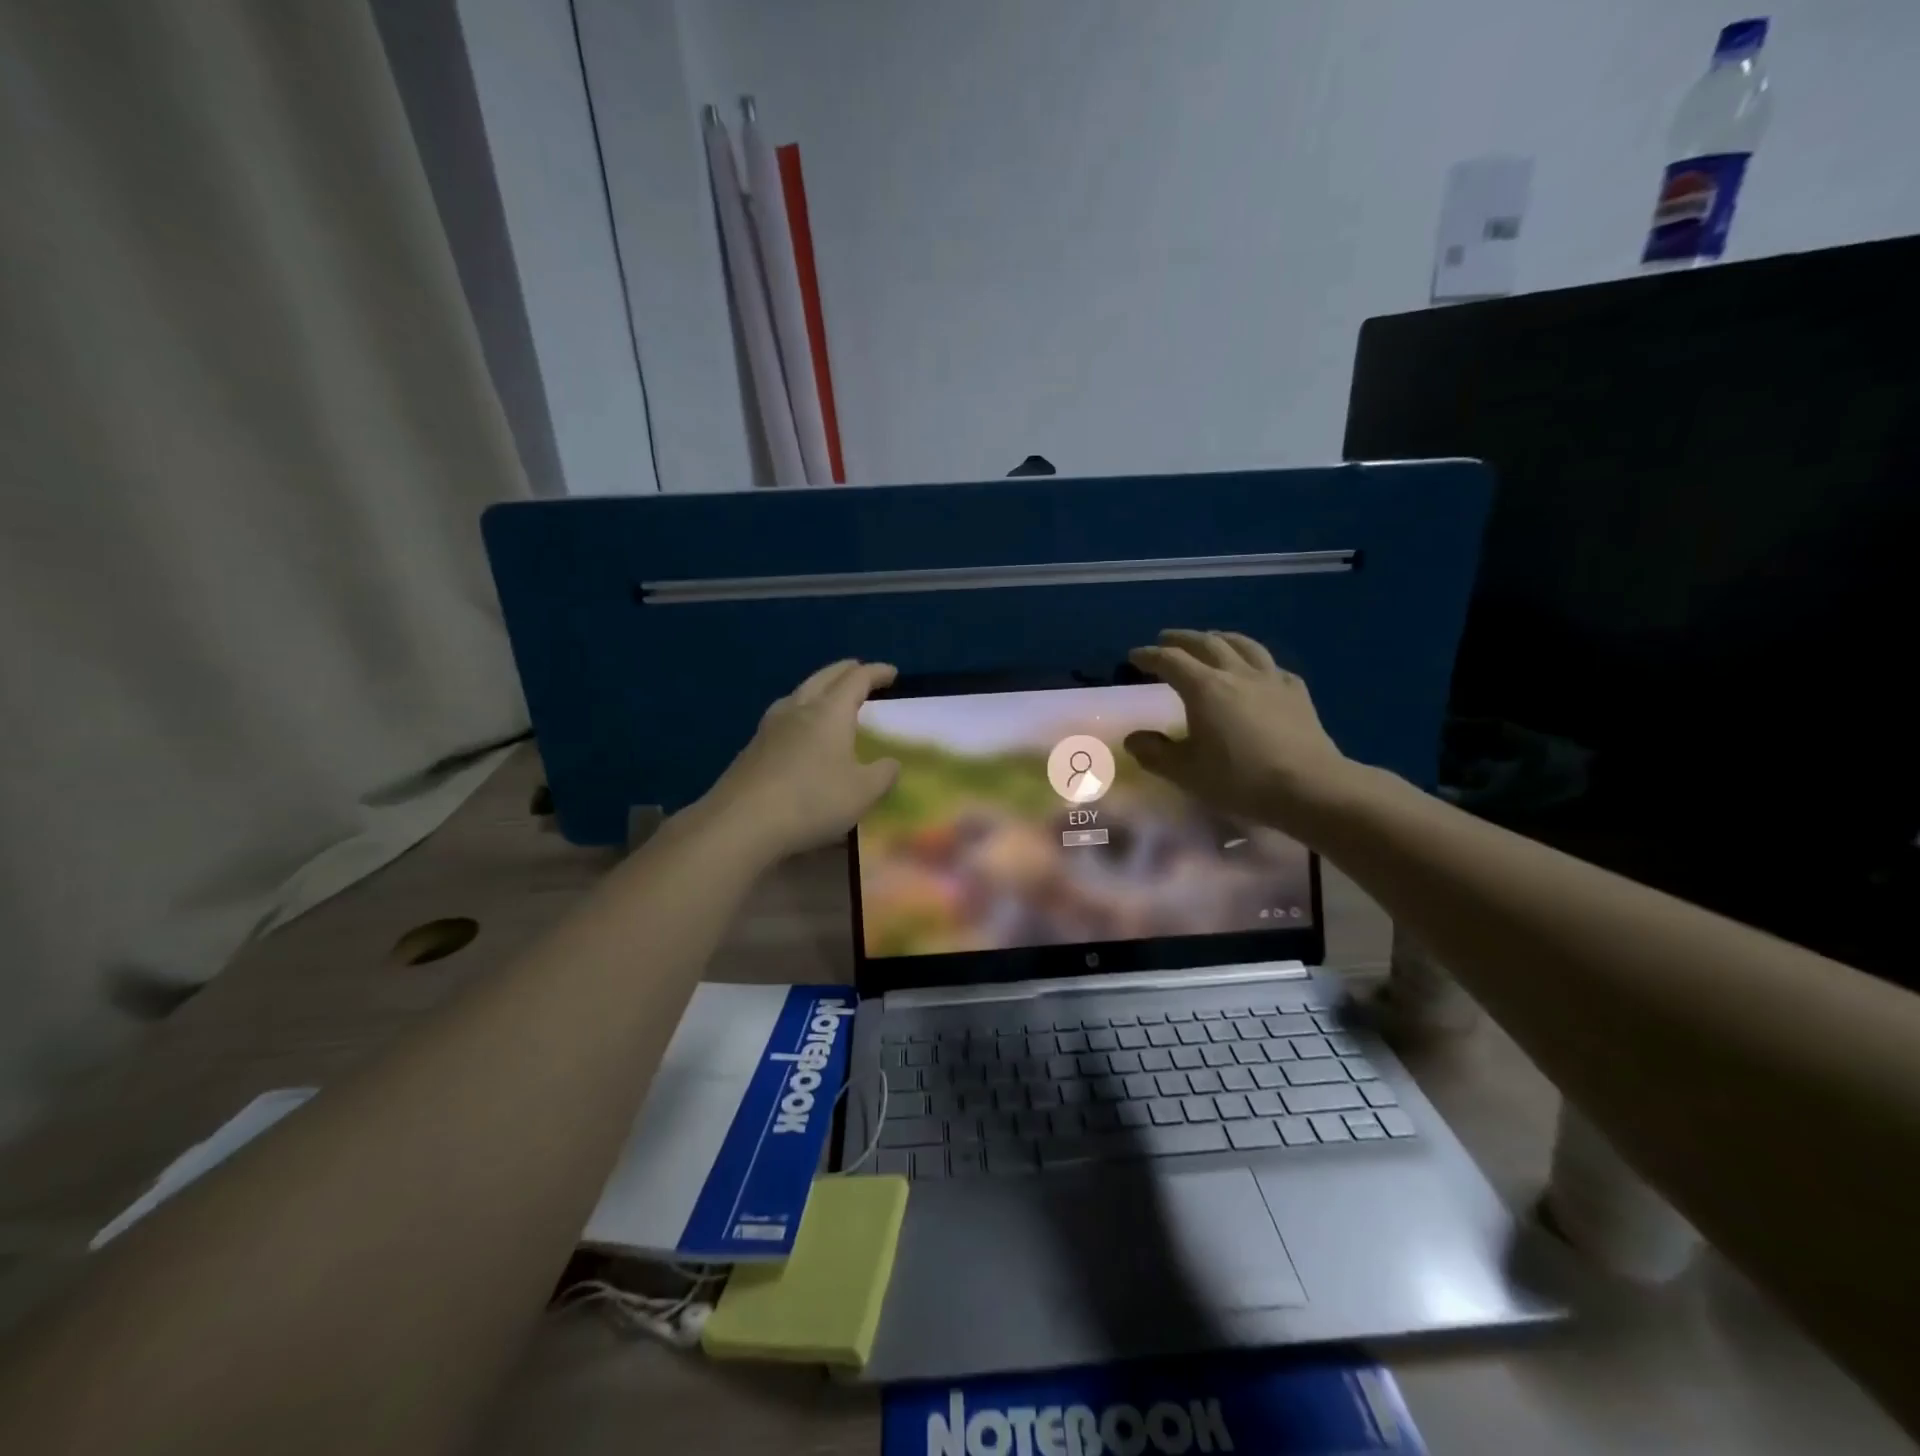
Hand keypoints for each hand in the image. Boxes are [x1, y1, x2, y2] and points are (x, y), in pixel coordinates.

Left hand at [700, 660, 900, 861]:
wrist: (741, 823)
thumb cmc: (812, 800)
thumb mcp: (863, 793)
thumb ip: (883, 774)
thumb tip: (891, 763)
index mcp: (830, 712)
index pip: (857, 679)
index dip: (877, 673)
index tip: (892, 672)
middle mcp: (798, 709)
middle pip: (824, 677)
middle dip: (846, 671)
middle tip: (860, 671)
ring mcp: (770, 727)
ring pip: (799, 693)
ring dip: (819, 688)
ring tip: (829, 697)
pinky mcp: (753, 748)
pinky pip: (784, 716)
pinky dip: (801, 712)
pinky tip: (800, 731)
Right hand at [1124, 630, 1353, 835]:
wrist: (1309, 786)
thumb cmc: (1239, 779)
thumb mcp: (1185, 772)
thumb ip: (1154, 753)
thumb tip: (1133, 739)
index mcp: (1204, 688)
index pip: (1170, 661)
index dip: (1149, 656)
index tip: (1134, 656)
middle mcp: (1236, 673)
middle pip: (1206, 643)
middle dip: (1182, 639)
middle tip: (1166, 640)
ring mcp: (1270, 679)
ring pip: (1243, 645)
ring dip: (1220, 638)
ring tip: (1210, 639)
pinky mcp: (1296, 692)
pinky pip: (1270, 666)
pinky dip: (1254, 661)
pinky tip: (1256, 671)